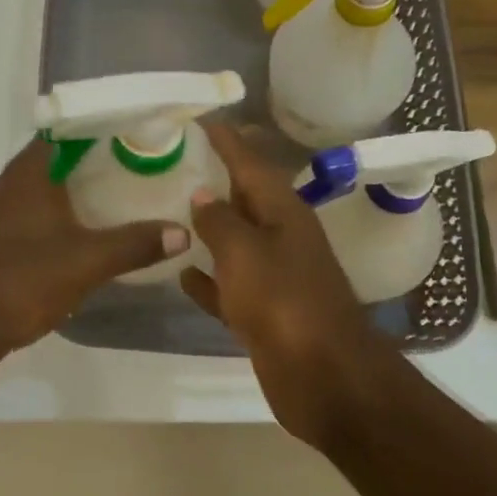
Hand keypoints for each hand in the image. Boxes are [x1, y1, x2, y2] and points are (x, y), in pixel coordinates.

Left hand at [0, 139, 189, 363]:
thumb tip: (182, 231)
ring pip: (37, 188)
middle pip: (51, 158)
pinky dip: (52, 213)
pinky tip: (74, 232)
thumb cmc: (22, 281)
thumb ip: (135, 244)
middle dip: (88, 158)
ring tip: (110, 194)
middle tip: (130, 162)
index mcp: (26, 175)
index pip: (62, 130)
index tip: (128, 128)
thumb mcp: (87, 262)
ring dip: (68, 188)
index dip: (94, 125)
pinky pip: (26, 212)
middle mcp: (4, 185)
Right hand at [179, 125, 381, 449]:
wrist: (325, 377)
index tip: (199, 118)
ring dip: (209, 229)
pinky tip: (181, 275)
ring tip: (171, 210)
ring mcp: (274, 277)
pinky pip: (230, 286)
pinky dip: (208, 280)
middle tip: (176, 161)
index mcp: (283, 212)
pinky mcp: (265, 312)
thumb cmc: (284, 302)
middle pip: (244, 199)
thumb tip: (201, 195)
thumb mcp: (245, 252)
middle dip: (214, 180)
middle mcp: (281, 237)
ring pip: (235, 242)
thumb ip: (219, 221)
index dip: (226, 140)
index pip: (250, 163)